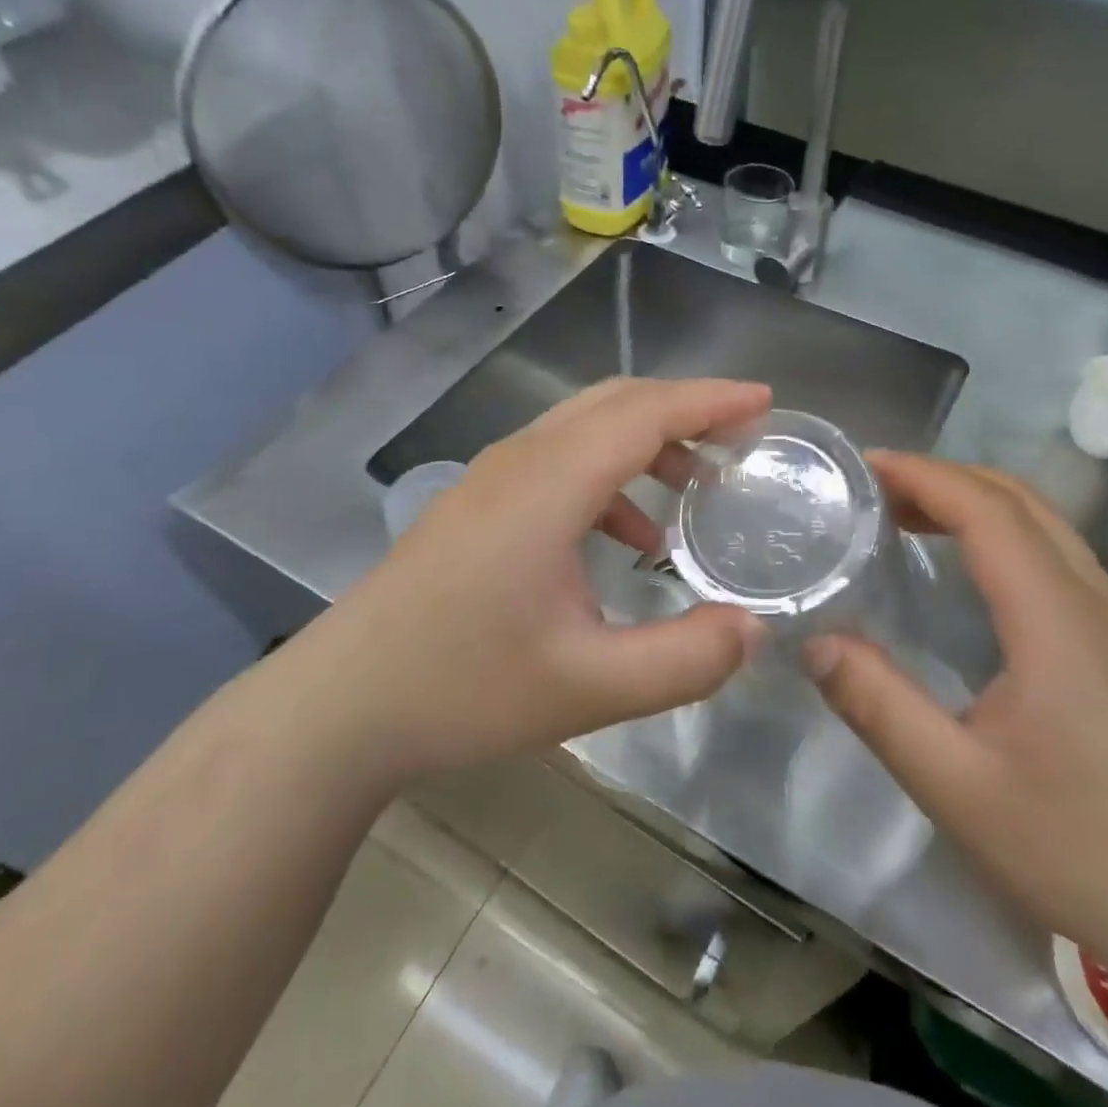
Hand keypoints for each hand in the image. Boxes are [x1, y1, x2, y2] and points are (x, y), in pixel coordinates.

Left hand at [292, 378, 770, 783]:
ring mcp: (491, 478)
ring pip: (584, 428)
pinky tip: (627, 535)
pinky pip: (558, 461)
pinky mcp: (476, 503)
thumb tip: (753, 629)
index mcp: (550, 483)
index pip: (645, 412)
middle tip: (741, 439)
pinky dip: (608, 476)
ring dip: (646, 443)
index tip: (765, 402)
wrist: (341, 706)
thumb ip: (685, 660)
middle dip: (685, 410)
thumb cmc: (462, 688)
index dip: (710, 400)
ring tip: (696, 489)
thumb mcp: (590, 687)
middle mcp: (520, 461)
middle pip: (615, 403)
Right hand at [801, 453, 1107, 966]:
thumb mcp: (957, 787)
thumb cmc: (1079, 849)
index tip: (865, 466)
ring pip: (1042, 522)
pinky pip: (1053, 553)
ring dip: (972, 500)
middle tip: (873, 488)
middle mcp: (1094, 600)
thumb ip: (880, 708)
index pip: (988, 513)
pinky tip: (962, 567)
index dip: (924, 477)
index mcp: (1057, 620)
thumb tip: (815, 643)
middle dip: (943, 477)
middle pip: (1019, 500)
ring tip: (905, 514)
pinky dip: (998, 531)